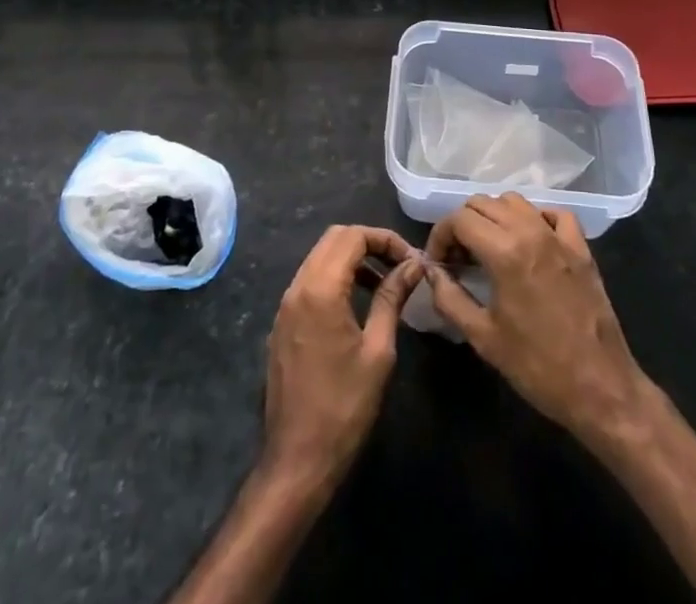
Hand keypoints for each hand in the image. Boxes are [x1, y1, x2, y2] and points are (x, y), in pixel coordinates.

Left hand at [263, 225, 421, 487]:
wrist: (297, 459)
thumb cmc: (344, 406)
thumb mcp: (378, 350)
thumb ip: (392, 298)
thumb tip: (413, 265)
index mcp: (320, 289)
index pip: (353, 236)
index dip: (385, 239)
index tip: (411, 259)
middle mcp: (297, 287)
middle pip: (334, 239)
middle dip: (368, 242)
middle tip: (399, 264)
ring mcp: (285, 304)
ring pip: (320, 257)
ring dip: (352, 259)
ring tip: (384, 282)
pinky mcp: (282, 322)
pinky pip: (310, 281)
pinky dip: (335, 277)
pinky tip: (357, 303)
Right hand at [425, 193, 651, 446]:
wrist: (600, 388)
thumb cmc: (537, 367)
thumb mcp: (483, 338)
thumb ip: (449, 298)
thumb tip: (431, 272)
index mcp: (505, 252)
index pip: (459, 219)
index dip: (440, 236)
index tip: (438, 263)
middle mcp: (531, 232)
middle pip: (483, 203)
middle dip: (462, 225)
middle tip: (458, 258)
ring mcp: (560, 237)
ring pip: (516, 202)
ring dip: (494, 217)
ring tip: (488, 249)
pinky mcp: (581, 248)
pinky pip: (553, 214)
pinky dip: (535, 219)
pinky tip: (529, 242)